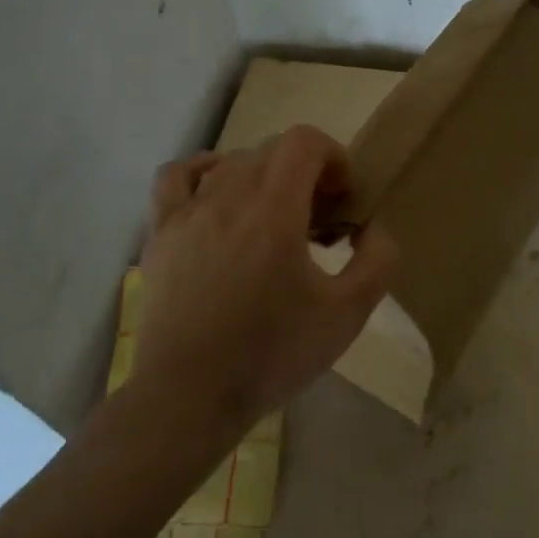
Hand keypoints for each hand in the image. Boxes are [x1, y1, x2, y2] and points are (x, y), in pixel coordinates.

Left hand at [134, 126, 397, 431]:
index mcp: (274, 210)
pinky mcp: (161, 232)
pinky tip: (217, 198)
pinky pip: (176, 176)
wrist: (189, 396)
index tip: (342, 200)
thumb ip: (378, 262)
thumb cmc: (271, 354)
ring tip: (272, 216)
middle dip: (304, 172)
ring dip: (262, 176)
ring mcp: (188, 211)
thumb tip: (375, 228)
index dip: (333, 157)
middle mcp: (228, 196)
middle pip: (272, 150)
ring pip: (231, 162)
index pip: (304, 141)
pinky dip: (203, 173)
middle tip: (317, 220)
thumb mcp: (347, 315)